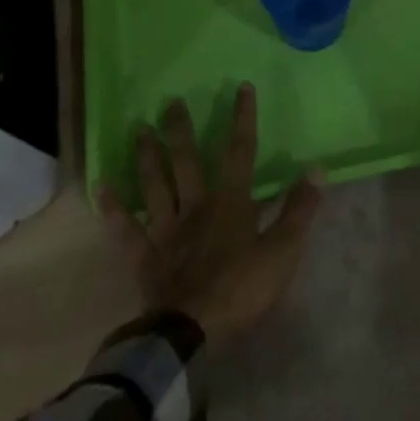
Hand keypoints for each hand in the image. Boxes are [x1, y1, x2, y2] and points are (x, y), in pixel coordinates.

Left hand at [97, 85, 322, 349]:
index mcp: (231, 202)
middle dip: (180, 130)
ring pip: (156, 185)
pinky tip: (102, 188)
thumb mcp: (283, 251)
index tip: (241, 87)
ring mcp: (167, 230)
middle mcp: (196, 205)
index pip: (240, 151)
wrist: (191, 333)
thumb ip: (299, 209)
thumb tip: (317, 168)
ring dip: (147, 156)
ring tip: (138, 129)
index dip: (242, 118)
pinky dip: (114, 209)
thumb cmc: (241, 290)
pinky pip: (127, 230)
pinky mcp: (146, 257)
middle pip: (187, 160)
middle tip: (170, 102)